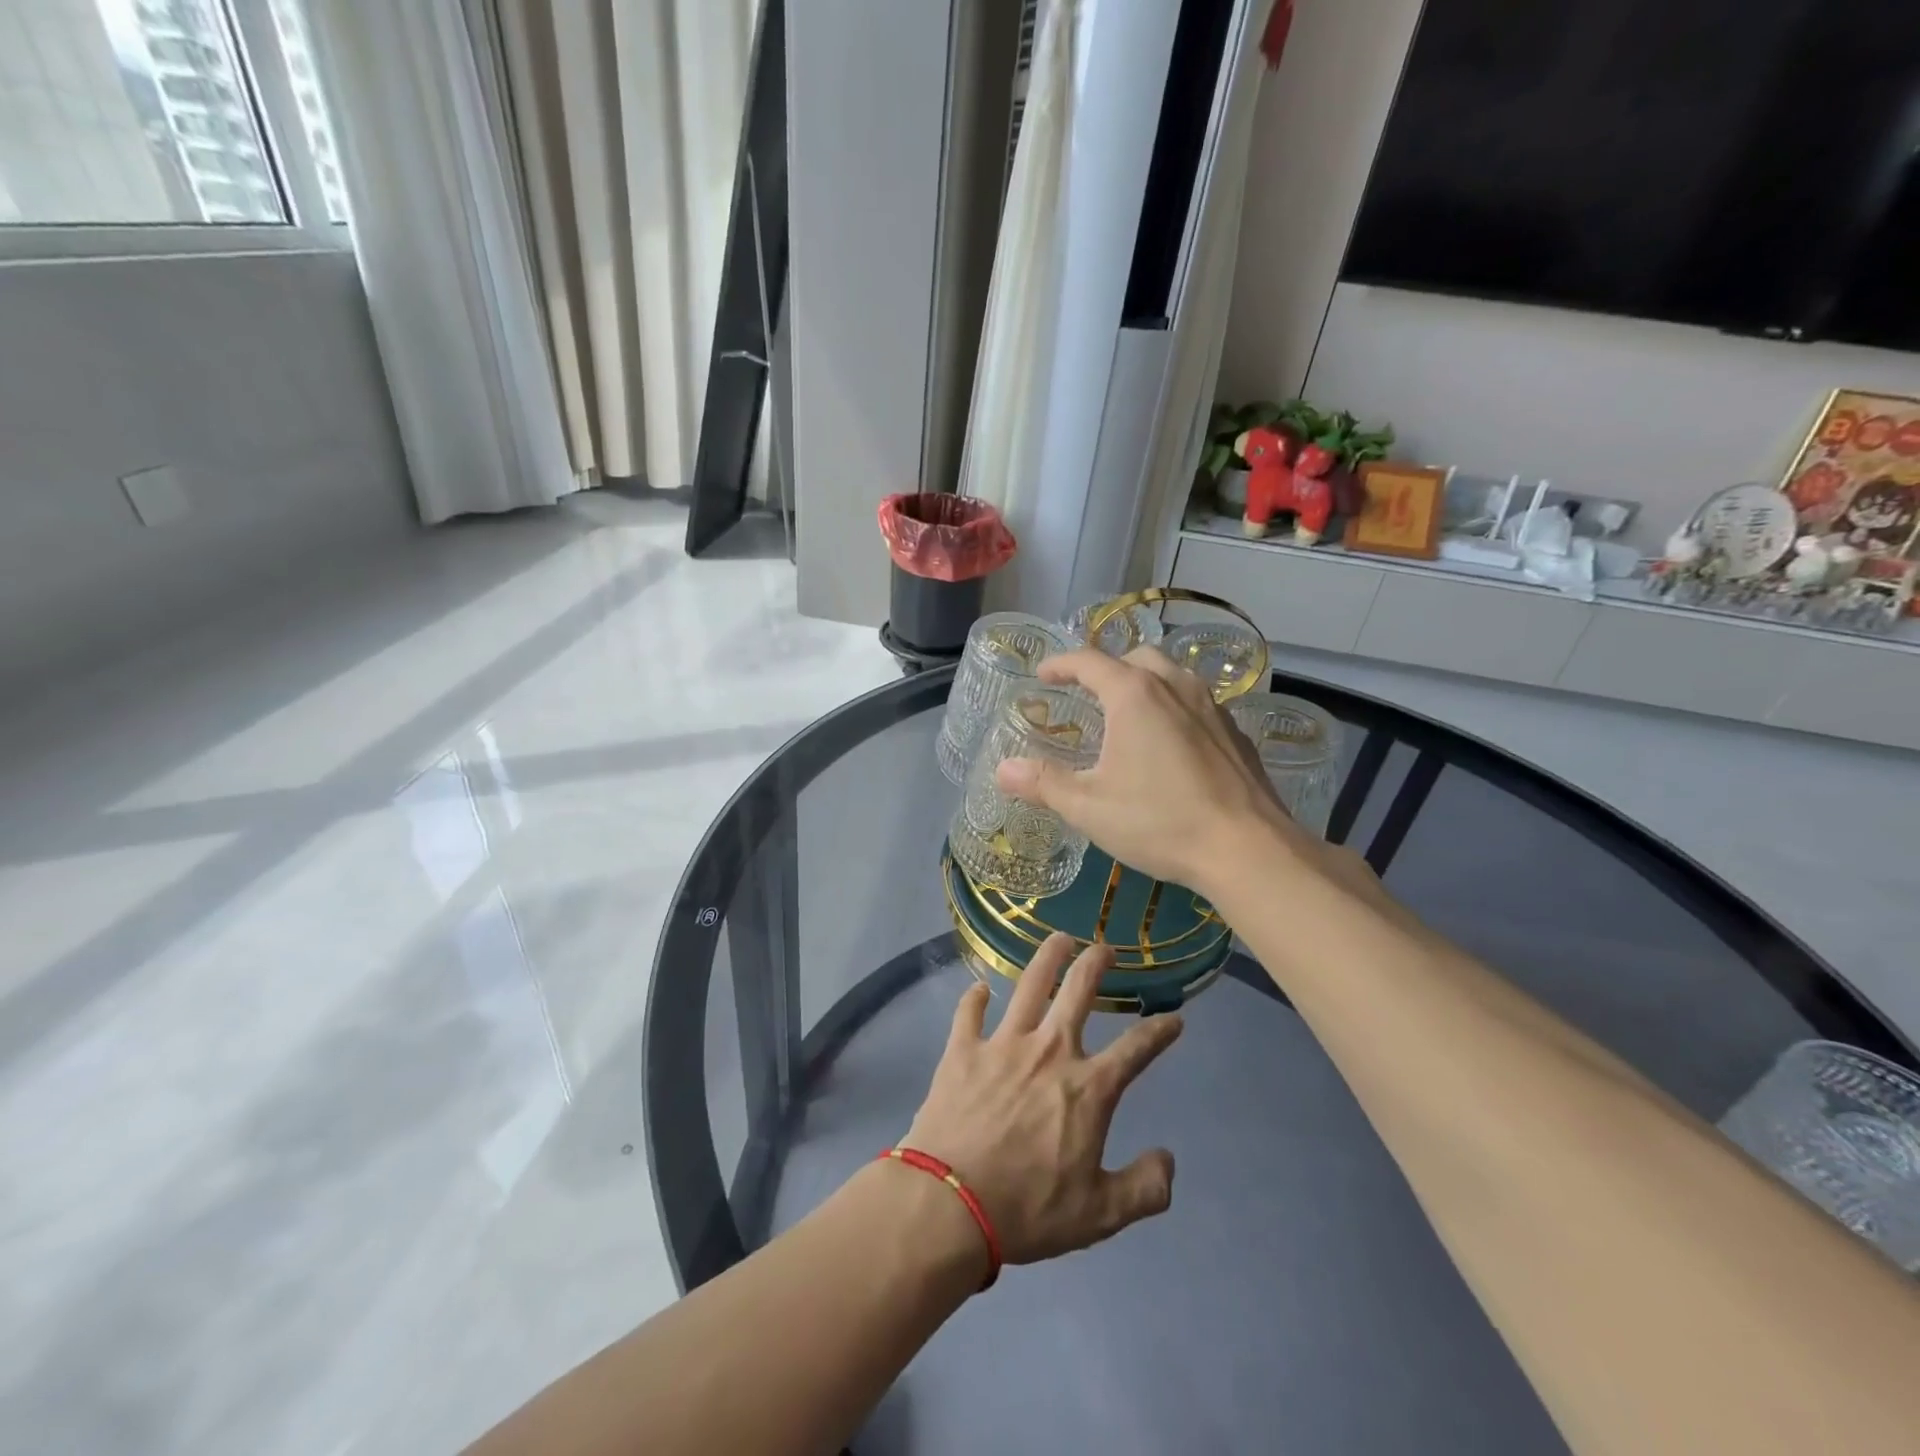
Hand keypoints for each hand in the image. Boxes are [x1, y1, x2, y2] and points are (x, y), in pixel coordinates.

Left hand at [901, 934, 1182, 1265]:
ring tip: (1059, 939)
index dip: (1160, 1031)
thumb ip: (1144, 1188)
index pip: (1136, 1049)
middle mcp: (1049, 1051)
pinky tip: (980, 989)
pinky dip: (975, 998)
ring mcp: (1003, 1044)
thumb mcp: (1100, 1215)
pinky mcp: (963, 1050)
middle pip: (1078, 991)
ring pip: (1029, 985)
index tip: (1174, 1018)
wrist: (950, 1204)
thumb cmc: (1028, 1210)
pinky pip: (969, 1012)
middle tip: (1105, 948)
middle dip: (1096, 963)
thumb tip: (1169, 1160)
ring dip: (1047, 958)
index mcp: (1087, 1087)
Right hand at [994, 647, 1304, 895]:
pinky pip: (1196, 704)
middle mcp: (1175, 687)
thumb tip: (1003, 770)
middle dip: (1107, 669)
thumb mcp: (1089, 807)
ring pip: (1172, 677)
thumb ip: (1044, 783)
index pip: (1089, 661)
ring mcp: (1212, 707)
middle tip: (1088, 694)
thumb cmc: (1159, 821)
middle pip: (1135, 659)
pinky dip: (1173, 708)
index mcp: (1134, 695)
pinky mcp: (1235, 733)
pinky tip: (1170, 745)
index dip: (1061, 664)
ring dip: (1144, 684)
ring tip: (1128, 715)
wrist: (1247, 848)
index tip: (1043, 675)